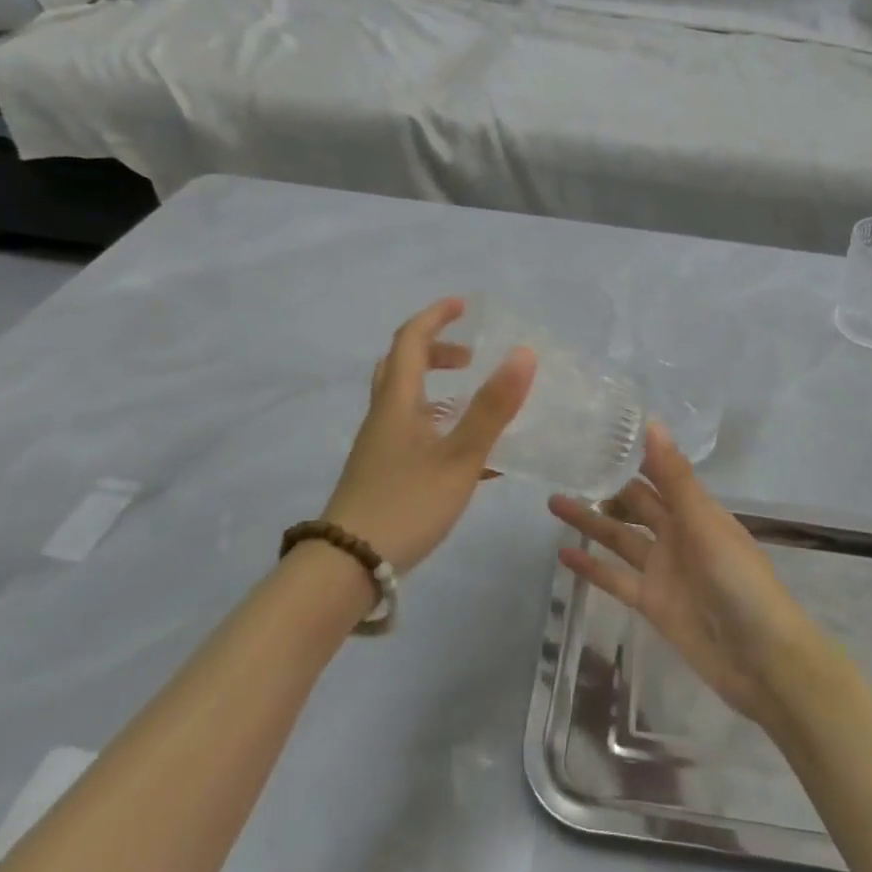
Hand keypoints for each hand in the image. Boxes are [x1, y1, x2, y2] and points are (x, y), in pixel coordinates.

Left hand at [323, 297, 535, 572]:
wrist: (348, 566)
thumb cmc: (406, 504)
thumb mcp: (460, 456)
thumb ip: (493, 408)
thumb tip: (524, 353)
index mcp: (398, 401)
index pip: (411, 340)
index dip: (435, 316)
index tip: (464, 305)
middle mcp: (384, 416)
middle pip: (402, 365)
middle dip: (436, 350)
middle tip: (470, 355)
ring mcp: (380, 446)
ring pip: (406, 400)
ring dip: (437, 387)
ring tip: (472, 400)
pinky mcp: (382, 472)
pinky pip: (413, 431)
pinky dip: (439, 424)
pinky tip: (469, 455)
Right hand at [549, 423, 827, 728]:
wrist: (761, 659)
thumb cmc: (740, 581)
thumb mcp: (705, 524)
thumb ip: (674, 477)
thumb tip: (652, 422)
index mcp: (696, 510)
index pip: (658, 472)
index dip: (633, 453)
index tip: (599, 431)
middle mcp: (677, 534)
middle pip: (635, 503)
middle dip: (606, 485)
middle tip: (566, 463)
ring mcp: (663, 569)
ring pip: (619, 537)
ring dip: (590, 521)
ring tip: (553, 501)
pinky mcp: (651, 602)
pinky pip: (616, 578)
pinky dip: (591, 567)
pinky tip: (563, 555)